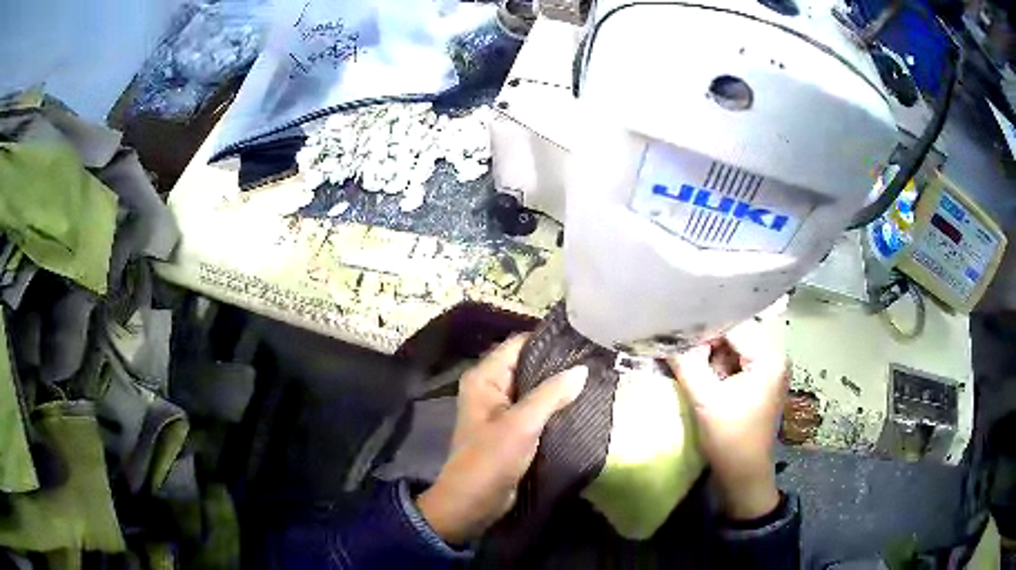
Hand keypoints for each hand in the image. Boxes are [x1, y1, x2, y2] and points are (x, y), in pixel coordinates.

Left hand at [416, 335, 587, 543]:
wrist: (473, 502)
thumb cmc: (491, 459)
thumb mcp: (522, 424)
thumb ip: (551, 394)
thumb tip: (582, 369)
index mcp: (485, 377)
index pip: (519, 344)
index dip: (549, 340)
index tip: (584, 338)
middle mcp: (492, 387)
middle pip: (528, 364)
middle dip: (559, 364)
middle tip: (596, 359)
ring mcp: (502, 408)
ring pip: (535, 388)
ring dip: (560, 386)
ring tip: (596, 377)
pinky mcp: (512, 427)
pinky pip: (537, 408)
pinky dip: (555, 406)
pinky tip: (582, 402)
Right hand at [668, 318, 787, 519]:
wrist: (744, 473)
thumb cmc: (728, 439)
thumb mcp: (704, 401)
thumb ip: (687, 364)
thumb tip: (668, 336)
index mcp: (768, 357)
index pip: (733, 326)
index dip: (704, 329)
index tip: (677, 336)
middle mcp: (775, 355)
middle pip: (736, 333)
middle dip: (709, 342)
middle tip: (685, 355)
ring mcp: (770, 367)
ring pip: (735, 346)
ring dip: (713, 354)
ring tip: (696, 370)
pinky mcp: (763, 379)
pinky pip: (738, 359)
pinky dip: (720, 365)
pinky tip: (708, 378)